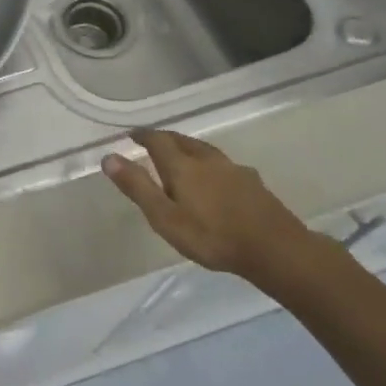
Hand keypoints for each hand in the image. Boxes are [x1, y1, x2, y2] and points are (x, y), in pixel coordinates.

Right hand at [102, 129, 318, 287]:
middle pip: (182, 140)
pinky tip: (215, 177)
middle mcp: (207, 160)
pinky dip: (209, 163)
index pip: (158, 140)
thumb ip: (137, 187)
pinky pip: (223, 164)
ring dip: (188, 148)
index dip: (143, 135)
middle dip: (165, 138)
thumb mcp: (165, 217)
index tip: (131, 135)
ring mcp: (234, 170)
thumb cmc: (212, 236)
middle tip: (152, 142)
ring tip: (181, 155)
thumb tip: (108, 157)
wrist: (276, 250)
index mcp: (183, 165)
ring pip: (205, 150)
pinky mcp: (253, 183)